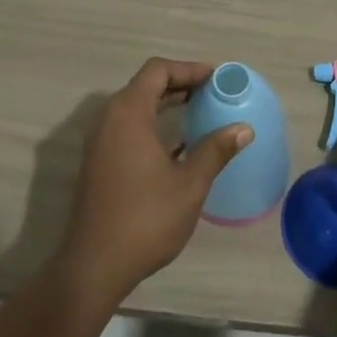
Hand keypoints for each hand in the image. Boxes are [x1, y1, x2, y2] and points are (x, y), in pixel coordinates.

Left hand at [52, 58, 251, 307]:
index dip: (188, 69)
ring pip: (135, 106)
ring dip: (166, 104)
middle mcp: (109, 119)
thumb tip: (243, 128)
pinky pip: (127, 126)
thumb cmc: (145, 220)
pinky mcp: (98, 161)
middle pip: (145, 85)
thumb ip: (215, 151)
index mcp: (128, 114)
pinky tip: (178, 144)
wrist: (93, 267)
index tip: (216, 78)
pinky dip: (153, 124)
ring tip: (200, 114)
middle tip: (213, 93)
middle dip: (180, 84)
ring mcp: (100, 141)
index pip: (157, 70)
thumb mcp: (189, 185)